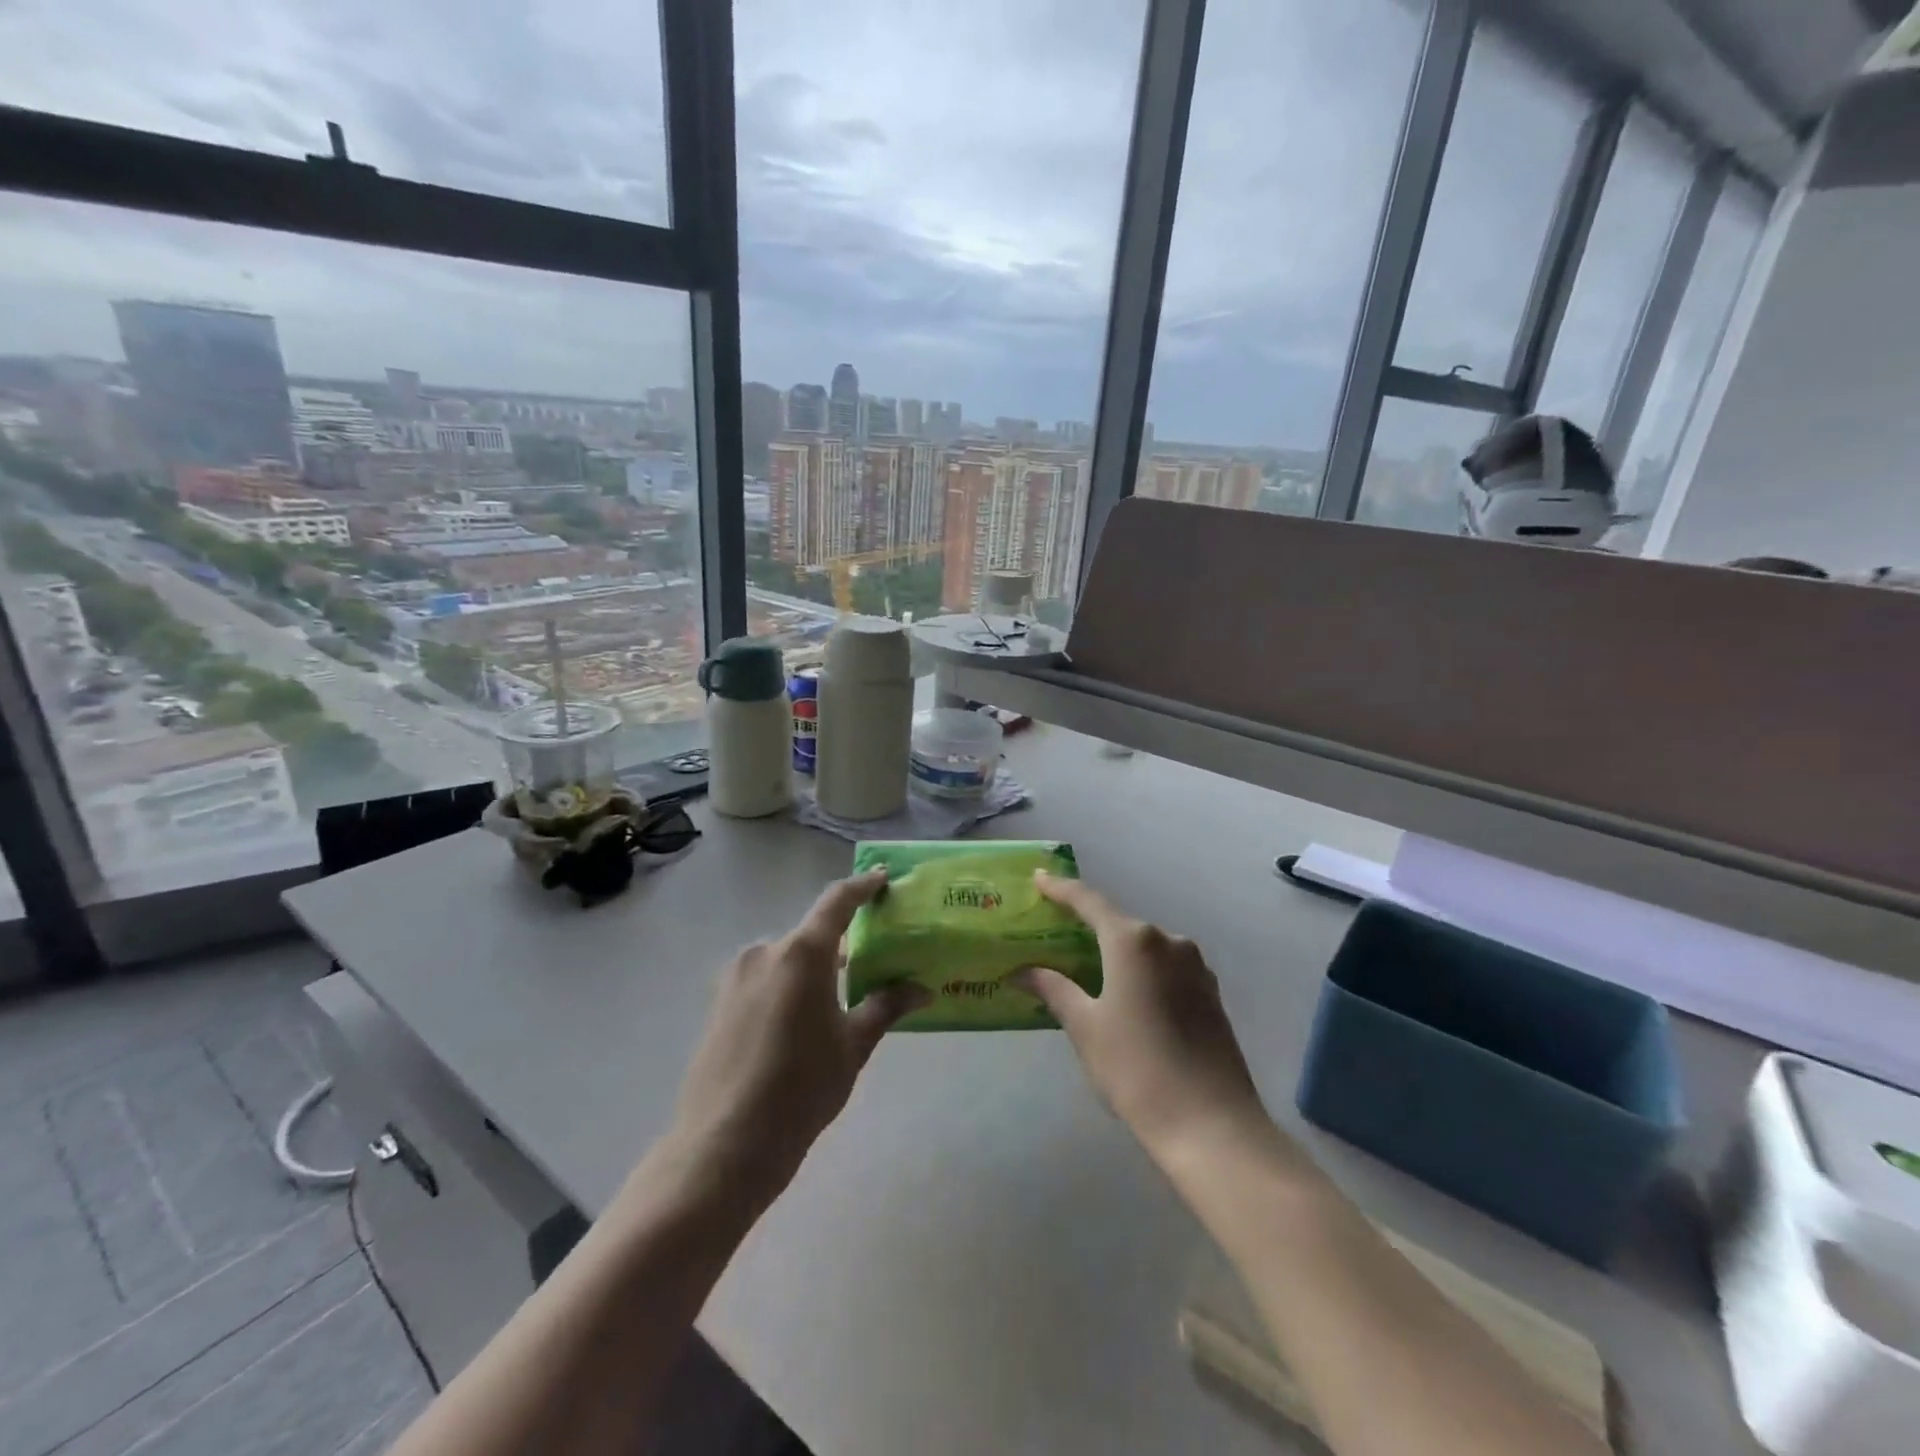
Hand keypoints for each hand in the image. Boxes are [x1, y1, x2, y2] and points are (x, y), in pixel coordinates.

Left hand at [668, 870, 926, 1204]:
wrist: (724, 1144)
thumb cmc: (801, 1088)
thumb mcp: (853, 1046)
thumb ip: (886, 1006)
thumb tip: (923, 989)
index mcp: (802, 952)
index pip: (837, 901)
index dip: (863, 886)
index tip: (882, 878)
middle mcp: (766, 951)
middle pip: (812, 935)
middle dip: (842, 944)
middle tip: (872, 962)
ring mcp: (737, 976)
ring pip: (787, 959)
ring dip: (814, 968)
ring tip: (839, 1000)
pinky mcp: (720, 1002)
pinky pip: (765, 978)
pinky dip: (789, 985)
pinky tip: (801, 1022)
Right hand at [1016, 871, 1270, 1158]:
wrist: (1211, 1125)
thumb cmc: (1136, 1069)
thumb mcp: (1085, 1028)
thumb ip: (1055, 990)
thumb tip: (1024, 971)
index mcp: (1133, 941)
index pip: (1088, 901)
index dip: (1061, 889)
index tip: (1039, 878)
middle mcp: (1168, 941)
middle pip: (1119, 923)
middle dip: (1088, 926)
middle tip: (1056, 933)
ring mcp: (1196, 967)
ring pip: (1145, 947)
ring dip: (1116, 952)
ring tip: (1088, 968)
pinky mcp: (1211, 993)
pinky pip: (1166, 968)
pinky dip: (1141, 971)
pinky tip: (1127, 994)